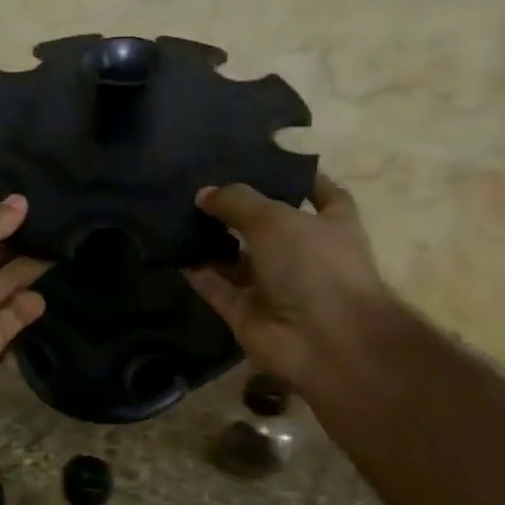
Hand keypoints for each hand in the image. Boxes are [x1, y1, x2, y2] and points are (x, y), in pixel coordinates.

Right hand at [186, 173, 395, 394]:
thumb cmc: (315, 266)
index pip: (320, 194)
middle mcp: (303, 255)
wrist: (323, 342)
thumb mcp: (276, 219)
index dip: (296, 178)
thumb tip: (204, 193)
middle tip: (201, 185)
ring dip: (211, 239)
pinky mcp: (245, 312)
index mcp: (330, 225)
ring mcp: (274, 286)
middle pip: (267, 226)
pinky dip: (198, 271)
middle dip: (238, 208)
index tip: (262, 162)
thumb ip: (237, 202)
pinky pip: (216, 287)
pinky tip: (173, 249)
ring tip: (178, 212)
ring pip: (236, 258)